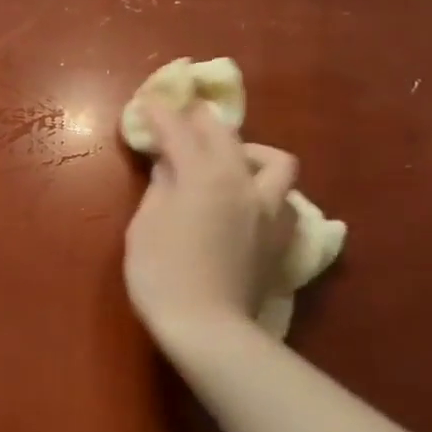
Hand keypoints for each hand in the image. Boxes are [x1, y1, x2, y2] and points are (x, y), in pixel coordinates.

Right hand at [124, 101, 298, 348]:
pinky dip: (267, 190)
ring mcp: (270, 210)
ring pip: (275, 162)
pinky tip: (251, 203)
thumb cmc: (162, 274)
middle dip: (200, 122)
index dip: (161, 114)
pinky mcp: (281, 237)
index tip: (148, 103)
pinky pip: (284, 199)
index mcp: (204, 176)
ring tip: (230, 163)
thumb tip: (168, 167)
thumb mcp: (146, 225)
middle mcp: (244, 183)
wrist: (208, 327)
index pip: (180, 131)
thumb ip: (161, 188)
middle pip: (226, 136)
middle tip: (181, 121)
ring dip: (249, 153)